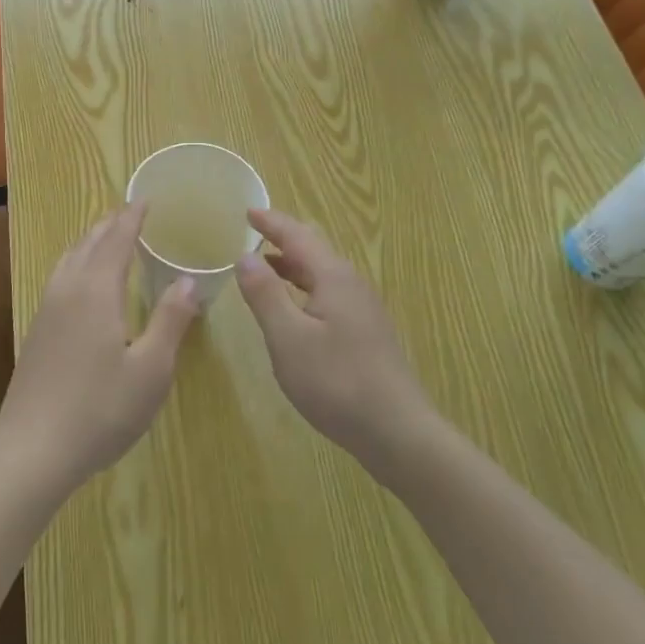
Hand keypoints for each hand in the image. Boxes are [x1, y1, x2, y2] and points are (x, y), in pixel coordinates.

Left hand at [0, 204, 199, 499]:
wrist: (31, 451)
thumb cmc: (100, 410)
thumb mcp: (151, 370)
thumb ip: (171, 320)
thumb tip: (189, 279)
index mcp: (97, 291)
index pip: (117, 240)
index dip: (133, 218)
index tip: (146, 200)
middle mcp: (68, 290)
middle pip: (89, 243)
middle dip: (111, 224)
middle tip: (130, 213)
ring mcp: (46, 310)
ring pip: (69, 258)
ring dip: (90, 241)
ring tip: (107, 237)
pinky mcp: (36, 331)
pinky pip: (59, 277)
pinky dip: (77, 262)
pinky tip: (81, 282)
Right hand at [235, 209, 437, 473]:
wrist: (398, 432)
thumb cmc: (337, 382)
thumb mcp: (288, 338)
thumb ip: (265, 294)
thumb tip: (245, 256)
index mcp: (332, 276)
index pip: (297, 235)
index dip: (271, 222)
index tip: (247, 210)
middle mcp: (351, 283)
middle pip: (314, 248)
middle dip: (284, 238)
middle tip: (255, 233)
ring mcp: (362, 308)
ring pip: (322, 272)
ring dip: (293, 264)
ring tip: (266, 266)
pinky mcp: (366, 332)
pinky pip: (329, 293)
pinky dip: (305, 286)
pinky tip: (295, 308)